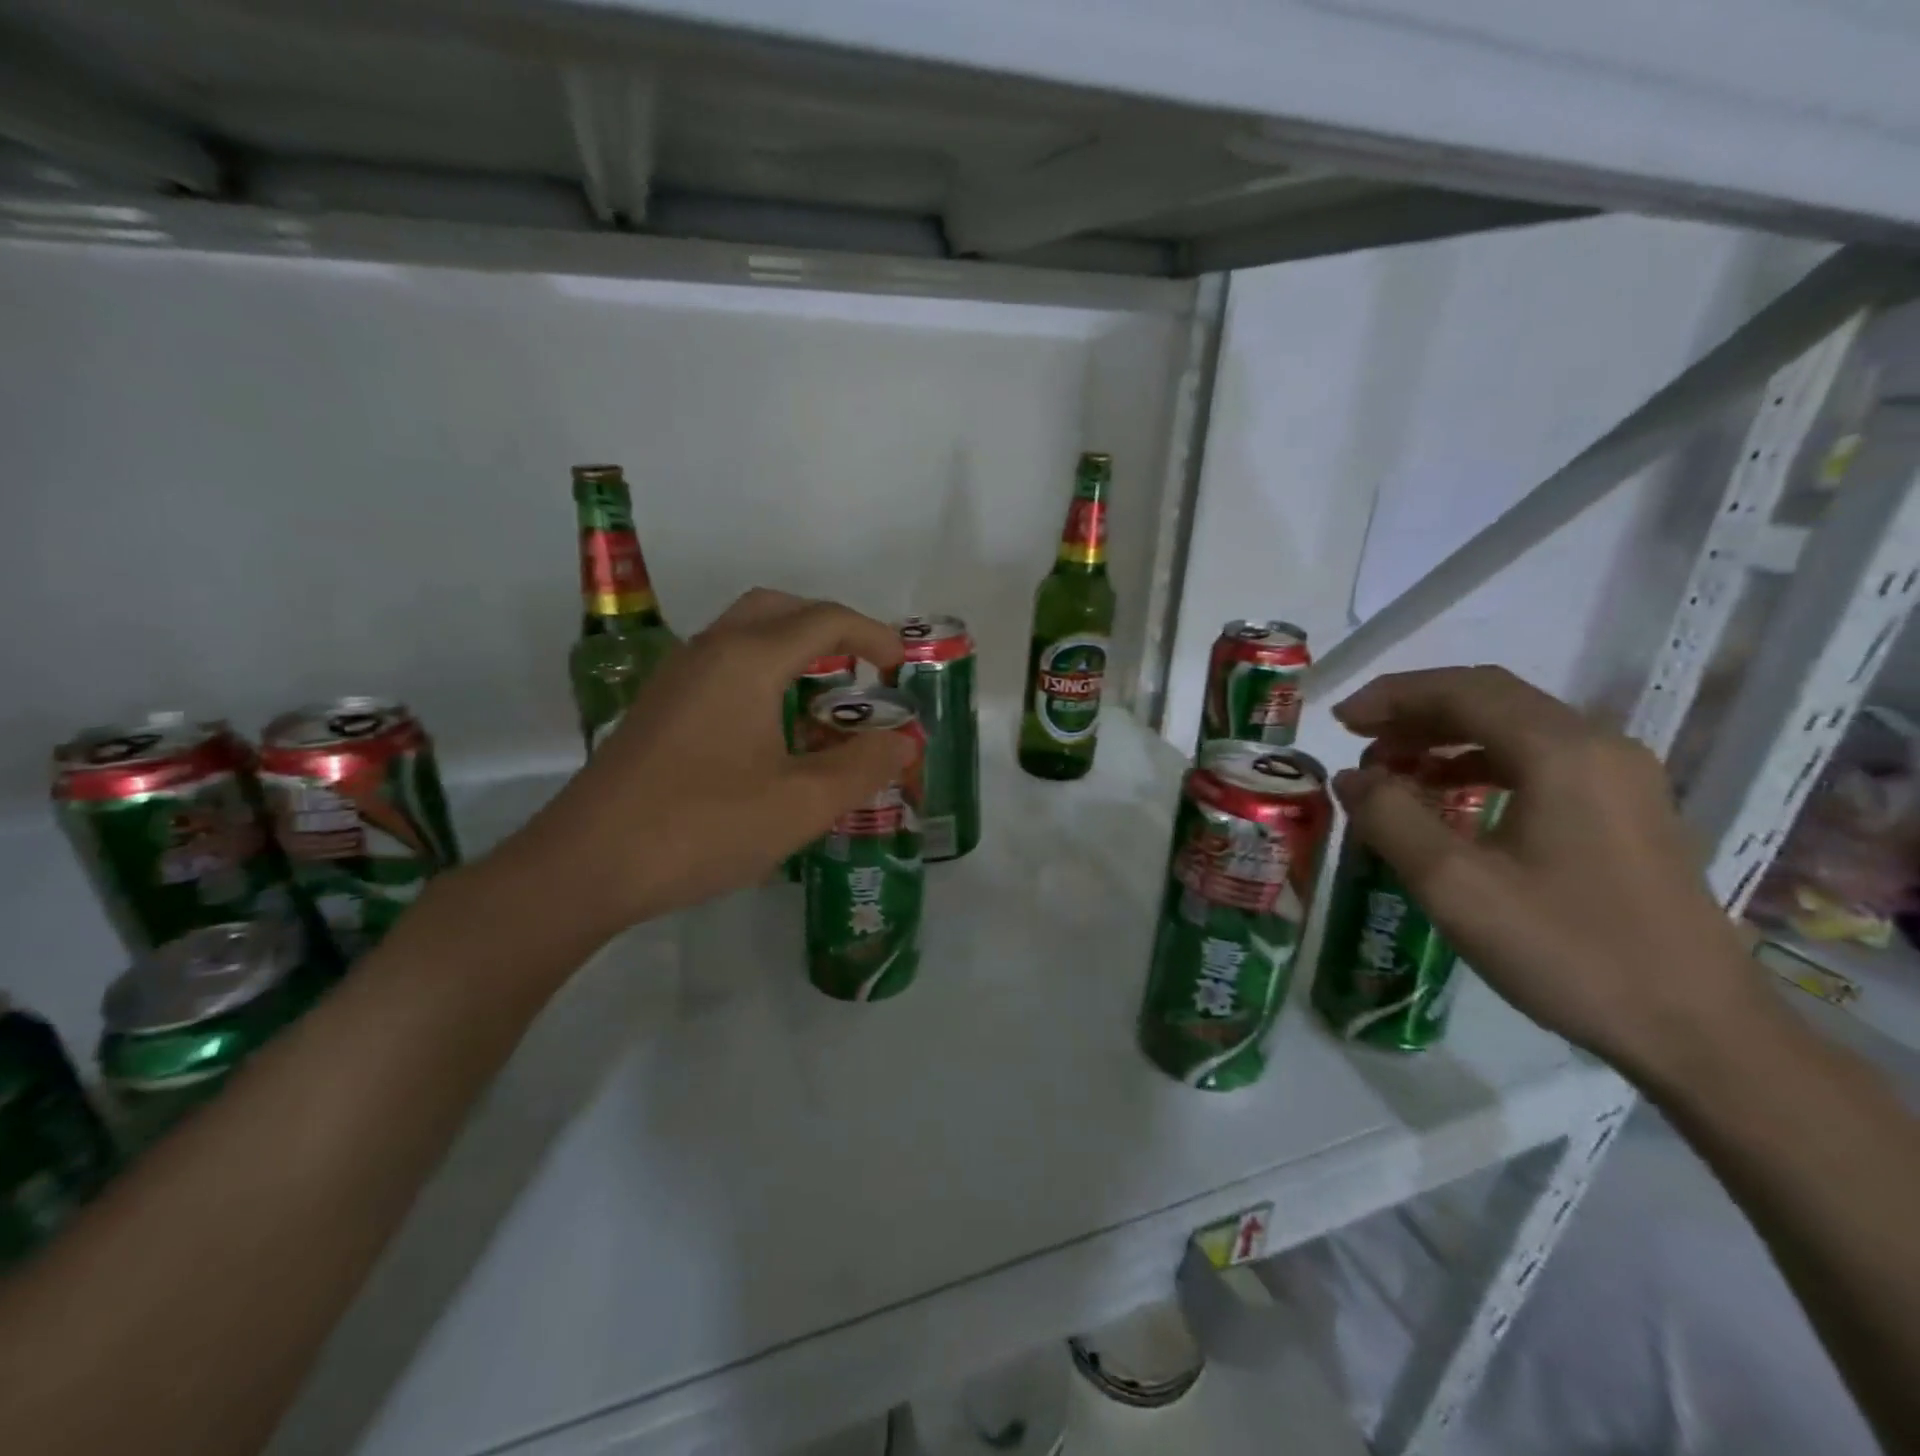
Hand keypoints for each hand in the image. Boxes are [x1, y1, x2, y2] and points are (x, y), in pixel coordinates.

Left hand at [502, 589, 910, 940]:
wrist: (586, 865)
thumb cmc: (703, 827)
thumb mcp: (802, 803)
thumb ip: (863, 766)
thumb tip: (903, 740)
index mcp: (748, 660)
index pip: (826, 620)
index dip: (874, 636)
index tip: (902, 669)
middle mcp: (710, 652)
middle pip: (779, 610)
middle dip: (830, 630)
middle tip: (862, 670)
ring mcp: (677, 679)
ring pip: (746, 637)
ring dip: (793, 653)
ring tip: (825, 705)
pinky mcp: (658, 709)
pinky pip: (723, 668)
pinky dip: (762, 678)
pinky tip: (773, 735)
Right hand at [1330, 665, 1764, 1079]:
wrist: (1699, 1032)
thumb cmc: (1568, 951)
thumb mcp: (1455, 886)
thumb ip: (1390, 818)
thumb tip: (1350, 777)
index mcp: (1561, 752)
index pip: (1463, 691)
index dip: (1392, 696)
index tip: (1339, 720)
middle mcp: (1598, 747)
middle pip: (1492, 700)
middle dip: (1415, 712)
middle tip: (1359, 740)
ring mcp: (1620, 779)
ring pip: (1516, 728)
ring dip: (1446, 736)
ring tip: (1392, 769)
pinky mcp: (1625, 811)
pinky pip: (1538, 761)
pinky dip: (1479, 763)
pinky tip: (1448, 797)